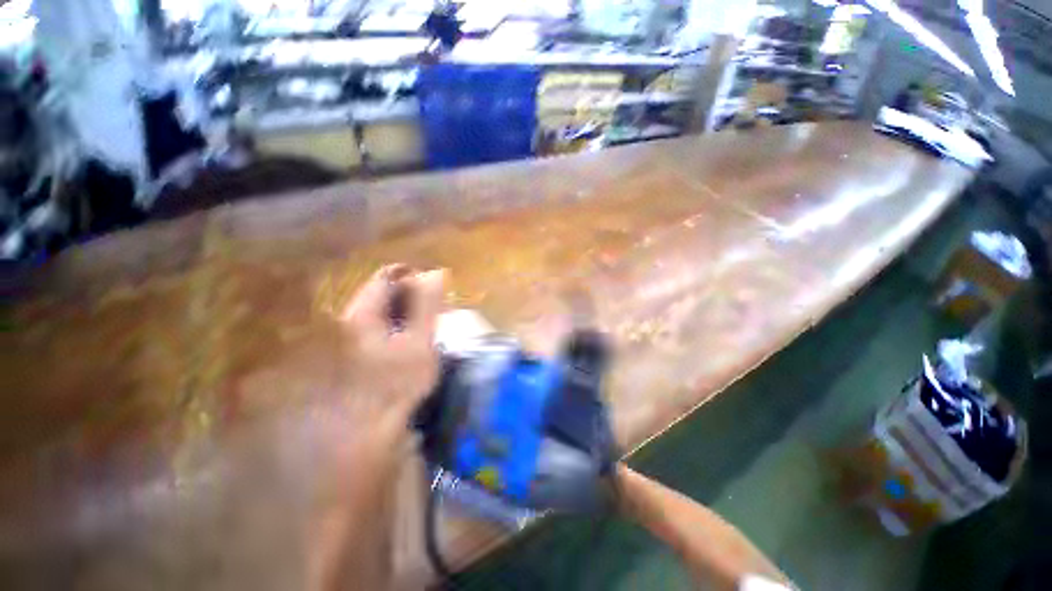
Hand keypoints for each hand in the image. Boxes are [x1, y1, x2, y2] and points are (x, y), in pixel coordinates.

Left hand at [339, 264, 446, 429]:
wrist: (366, 431)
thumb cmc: (395, 384)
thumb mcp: (419, 342)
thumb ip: (426, 307)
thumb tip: (435, 273)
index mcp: (362, 313)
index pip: (387, 277)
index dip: (414, 277)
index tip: (437, 288)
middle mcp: (351, 319)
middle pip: (384, 292)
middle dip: (413, 295)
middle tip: (438, 309)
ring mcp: (352, 336)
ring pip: (384, 309)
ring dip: (408, 311)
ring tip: (430, 324)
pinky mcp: (359, 350)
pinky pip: (382, 326)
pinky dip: (400, 326)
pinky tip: (414, 340)